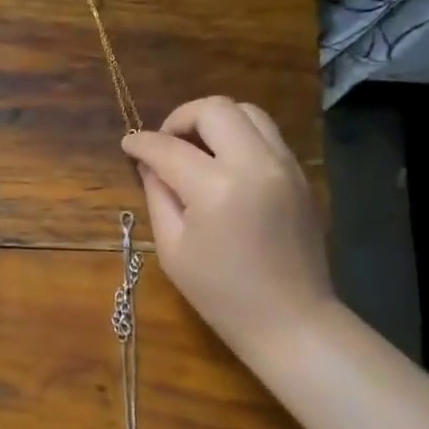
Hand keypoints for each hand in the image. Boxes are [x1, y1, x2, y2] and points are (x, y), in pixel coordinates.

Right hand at [121, 97, 335, 356]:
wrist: (290, 319)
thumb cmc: (221, 294)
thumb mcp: (173, 249)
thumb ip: (159, 197)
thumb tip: (150, 164)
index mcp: (216, 188)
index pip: (169, 148)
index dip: (142, 143)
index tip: (128, 144)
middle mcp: (255, 164)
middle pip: (215, 109)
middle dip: (180, 118)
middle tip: (165, 144)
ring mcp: (284, 165)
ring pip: (248, 111)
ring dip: (214, 121)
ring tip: (195, 148)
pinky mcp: (300, 174)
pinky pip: (266, 135)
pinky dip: (239, 136)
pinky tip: (223, 164)